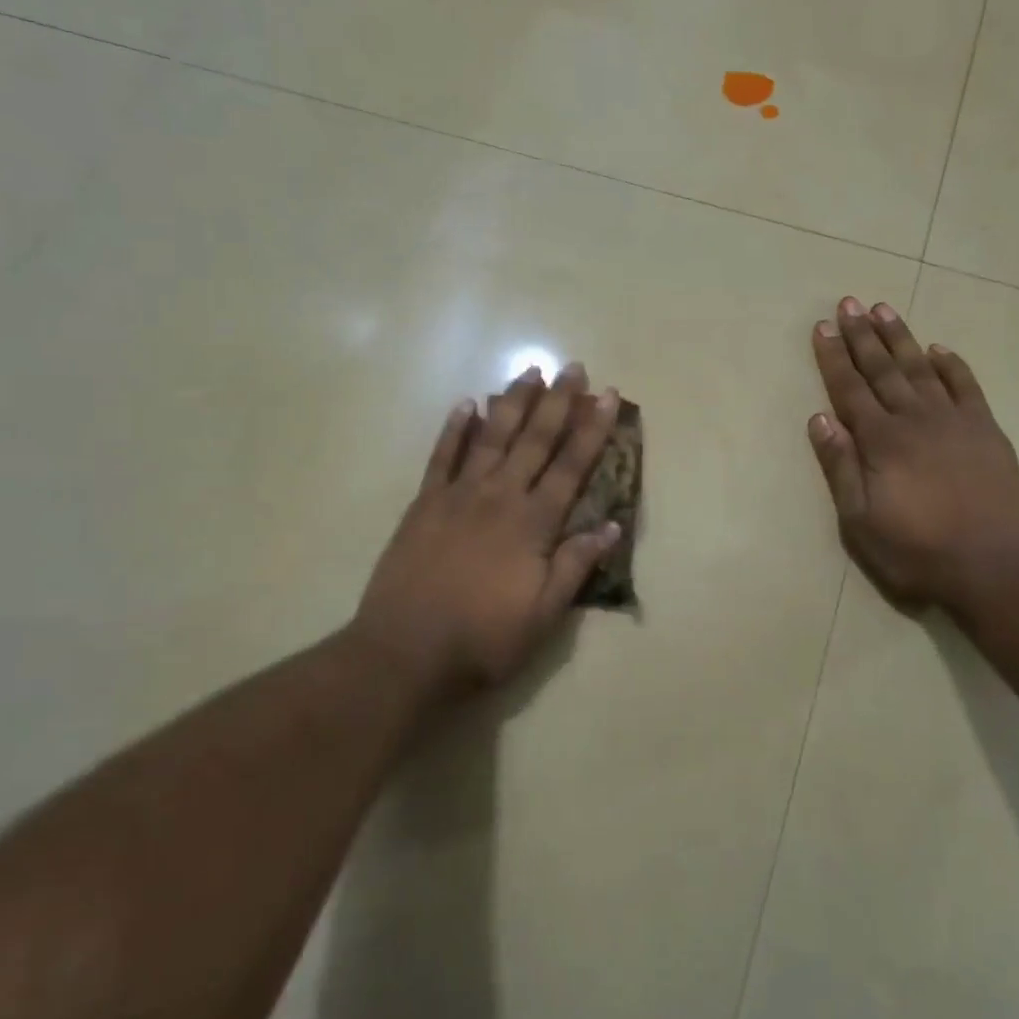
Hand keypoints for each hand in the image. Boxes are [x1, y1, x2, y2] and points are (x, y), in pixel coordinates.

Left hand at [354, 363, 621, 693]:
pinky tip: (465, 403)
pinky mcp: (425, 503)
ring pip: (492, 437)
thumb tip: (613, 526)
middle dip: (558, 402)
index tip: (608, 395)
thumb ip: (576, 566)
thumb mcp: (544, 615)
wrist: (405, 651)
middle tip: (573, 367)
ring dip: (513, 402)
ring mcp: (458, 495)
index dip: (593, 429)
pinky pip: (442, 456)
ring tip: (529, 372)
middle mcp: (500, 497)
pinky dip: (454, 428)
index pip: (572, 466)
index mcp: (533, 523)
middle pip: (535, 440)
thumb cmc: (483, 639)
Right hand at [807, 297, 1018, 613]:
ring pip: (921, 368)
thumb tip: (819, 418)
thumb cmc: (915, 550)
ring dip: (901, 338)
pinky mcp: (987, 431)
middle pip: (883, 369)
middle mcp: (915, 419)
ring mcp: (955, 422)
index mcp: (880, 440)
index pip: (849, 388)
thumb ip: (840, 466)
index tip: (822, 327)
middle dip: (862, 335)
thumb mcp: (860, 520)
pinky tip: (939, 349)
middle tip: (848, 303)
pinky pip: (967, 387)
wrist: (993, 569)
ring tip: (884, 310)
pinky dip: (952, 365)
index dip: (833, 357)